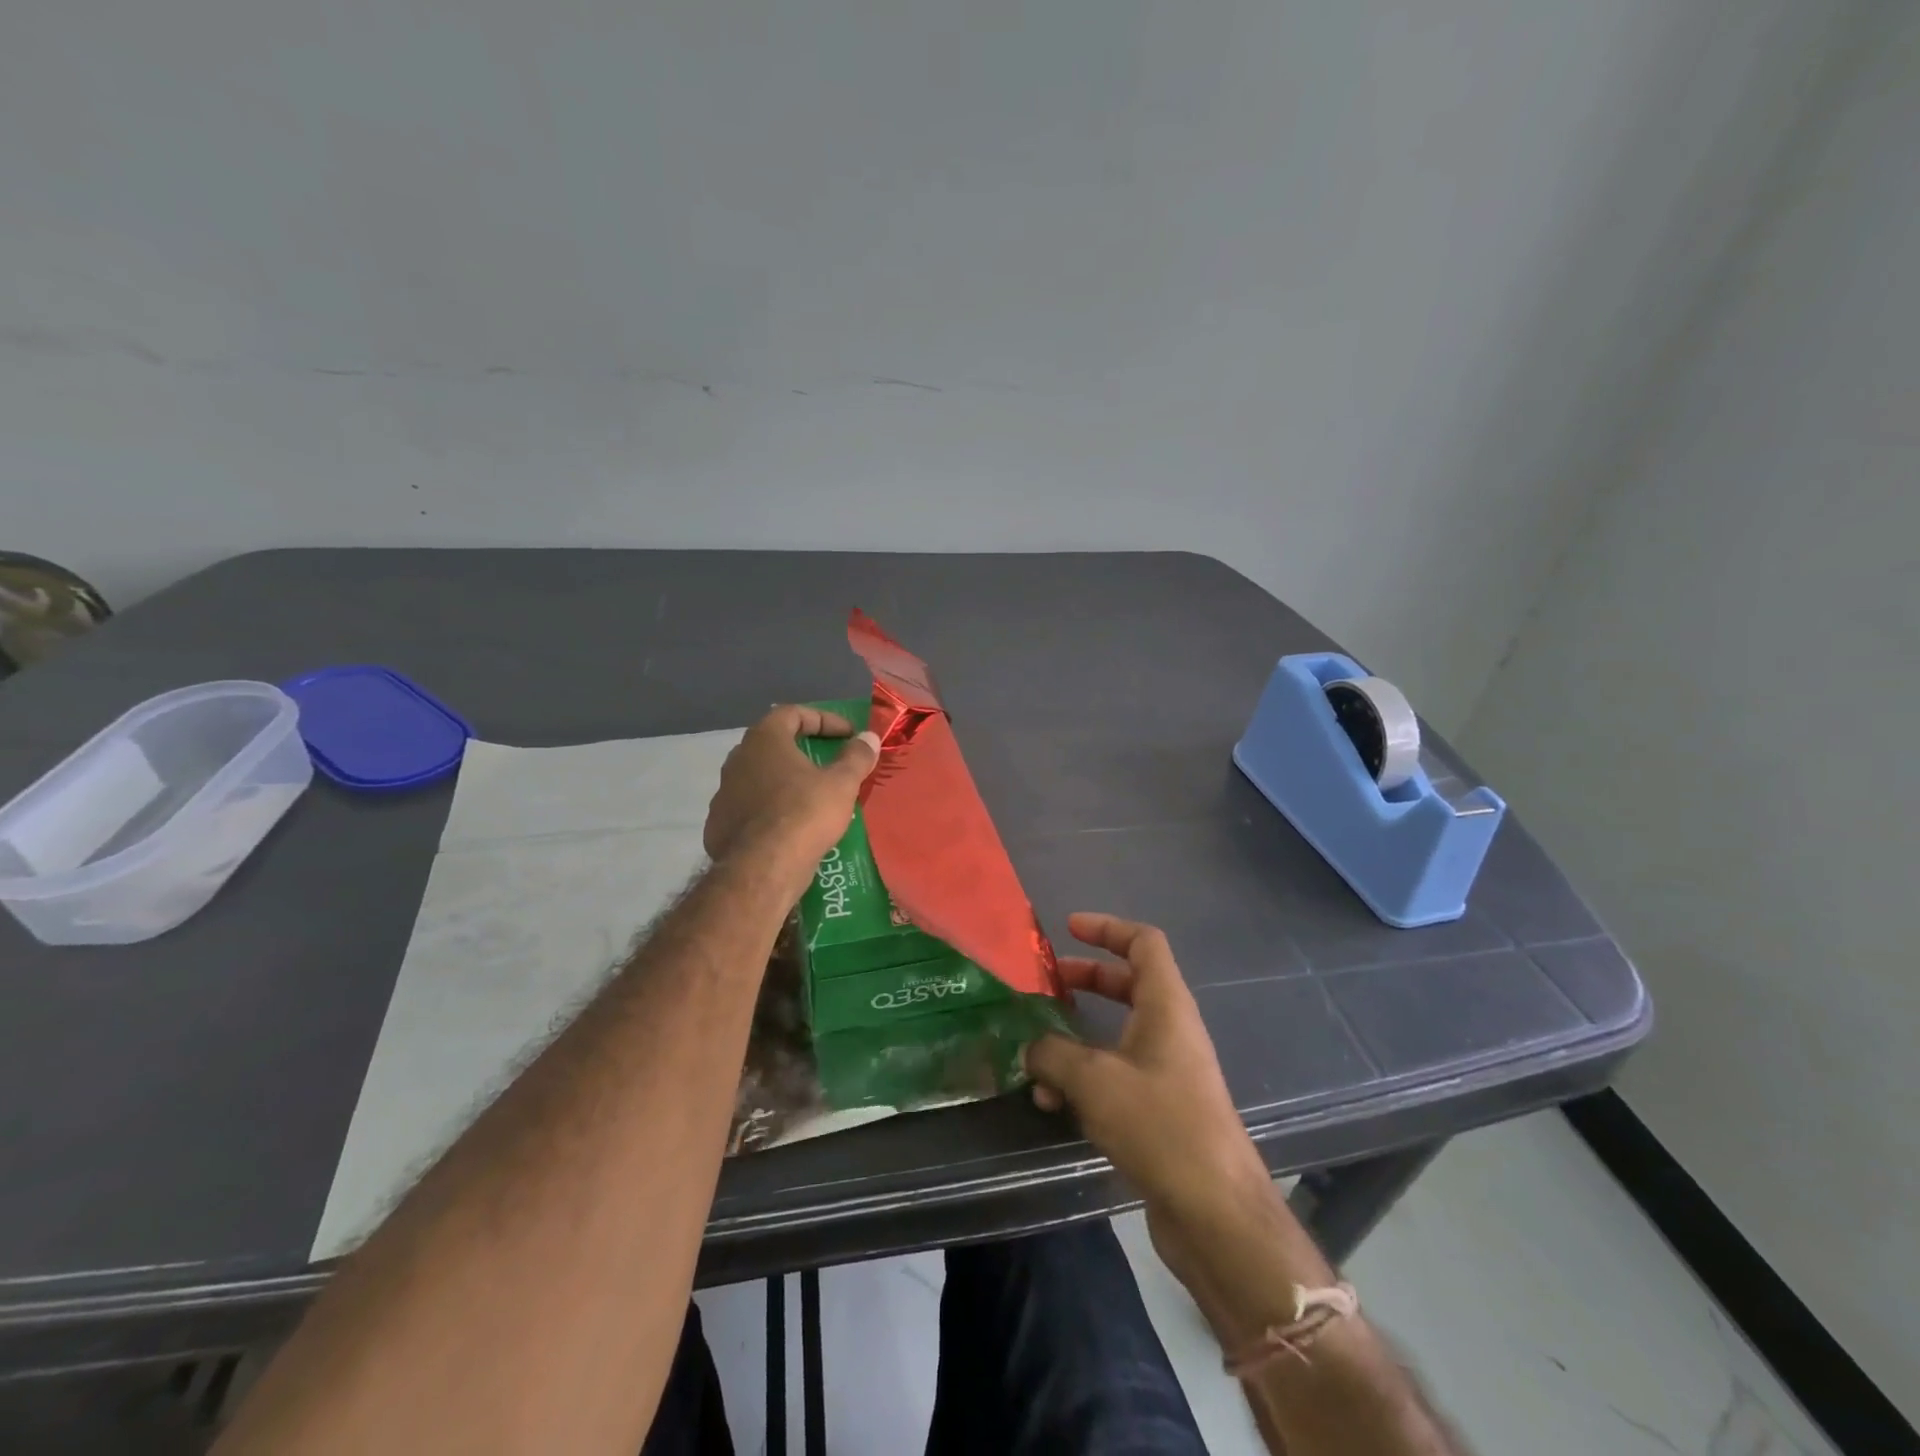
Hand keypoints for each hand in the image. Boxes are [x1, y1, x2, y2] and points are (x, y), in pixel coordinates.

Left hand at [704, 705, 879, 880]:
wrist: (762, 869)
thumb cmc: (804, 814)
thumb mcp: (841, 784)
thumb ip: (856, 757)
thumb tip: (869, 737)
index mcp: (764, 741)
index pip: (792, 713)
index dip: (824, 719)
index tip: (848, 735)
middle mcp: (738, 760)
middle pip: (773, 744)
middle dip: (803, 750)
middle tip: (830, 763)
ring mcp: (724, 793)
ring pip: (760, 778)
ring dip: (786, 782)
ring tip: (813, 798)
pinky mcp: (719, 825)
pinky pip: (751, 808)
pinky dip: (772, 810)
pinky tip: (791, 827)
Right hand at [1024, 914, 1274, 1285]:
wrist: (1215, 1212)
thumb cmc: (1160, 1125)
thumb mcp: (1094, 1080)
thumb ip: (1052, 1054)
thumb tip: (1030, 1048)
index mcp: (1166, 1005)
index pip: (1144, 942)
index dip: (1107, 927)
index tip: (1069, 928)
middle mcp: (1171, 1029)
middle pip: (1127, 983)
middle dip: (1085, 979)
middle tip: (1046, 983)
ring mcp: (1169, 1070)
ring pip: (1117, 1034)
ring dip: (1076, 1040)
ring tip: (1037, 1060)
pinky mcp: (1162, 1108)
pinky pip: (1117, 1074)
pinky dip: (1085, 1079)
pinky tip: (1054, 1105)